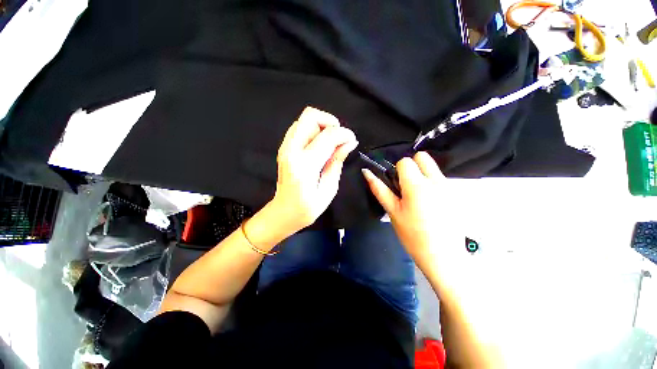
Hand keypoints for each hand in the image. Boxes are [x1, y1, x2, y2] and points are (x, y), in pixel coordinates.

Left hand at [270, 106, 357, 233]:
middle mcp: (291, 151)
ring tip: (330, 142)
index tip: (352, 140)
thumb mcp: (328, 189)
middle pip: (310, 116)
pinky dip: (313, 130)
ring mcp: (285, 147)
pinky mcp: (284, 147)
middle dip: (330, 122)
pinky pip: (299, 128)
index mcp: (304, 165)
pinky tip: (320, 145)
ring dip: (321, 125)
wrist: (283, 212)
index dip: (344, 134)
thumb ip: (337, 163)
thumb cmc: (307, 208)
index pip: (327, 136)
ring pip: (304, 119)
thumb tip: (349, 143)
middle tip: (339, 138)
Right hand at [362, 152, 463, 269]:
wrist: (444, 257)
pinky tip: (429, 204)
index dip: (397, 171)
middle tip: (406, 186)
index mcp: (417, 185)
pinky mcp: (456, 195)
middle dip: (412, 166)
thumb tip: (366, 172)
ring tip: (417, 198)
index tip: (396, 186)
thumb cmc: (413, 235)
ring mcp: (449, 187)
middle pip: (422, 157)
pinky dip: (431, 184)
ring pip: (432, 168)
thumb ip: (380, 189)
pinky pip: (440, 179)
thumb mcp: (393, 212)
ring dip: (422, 175)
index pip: (405, 161)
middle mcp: (436, 181)